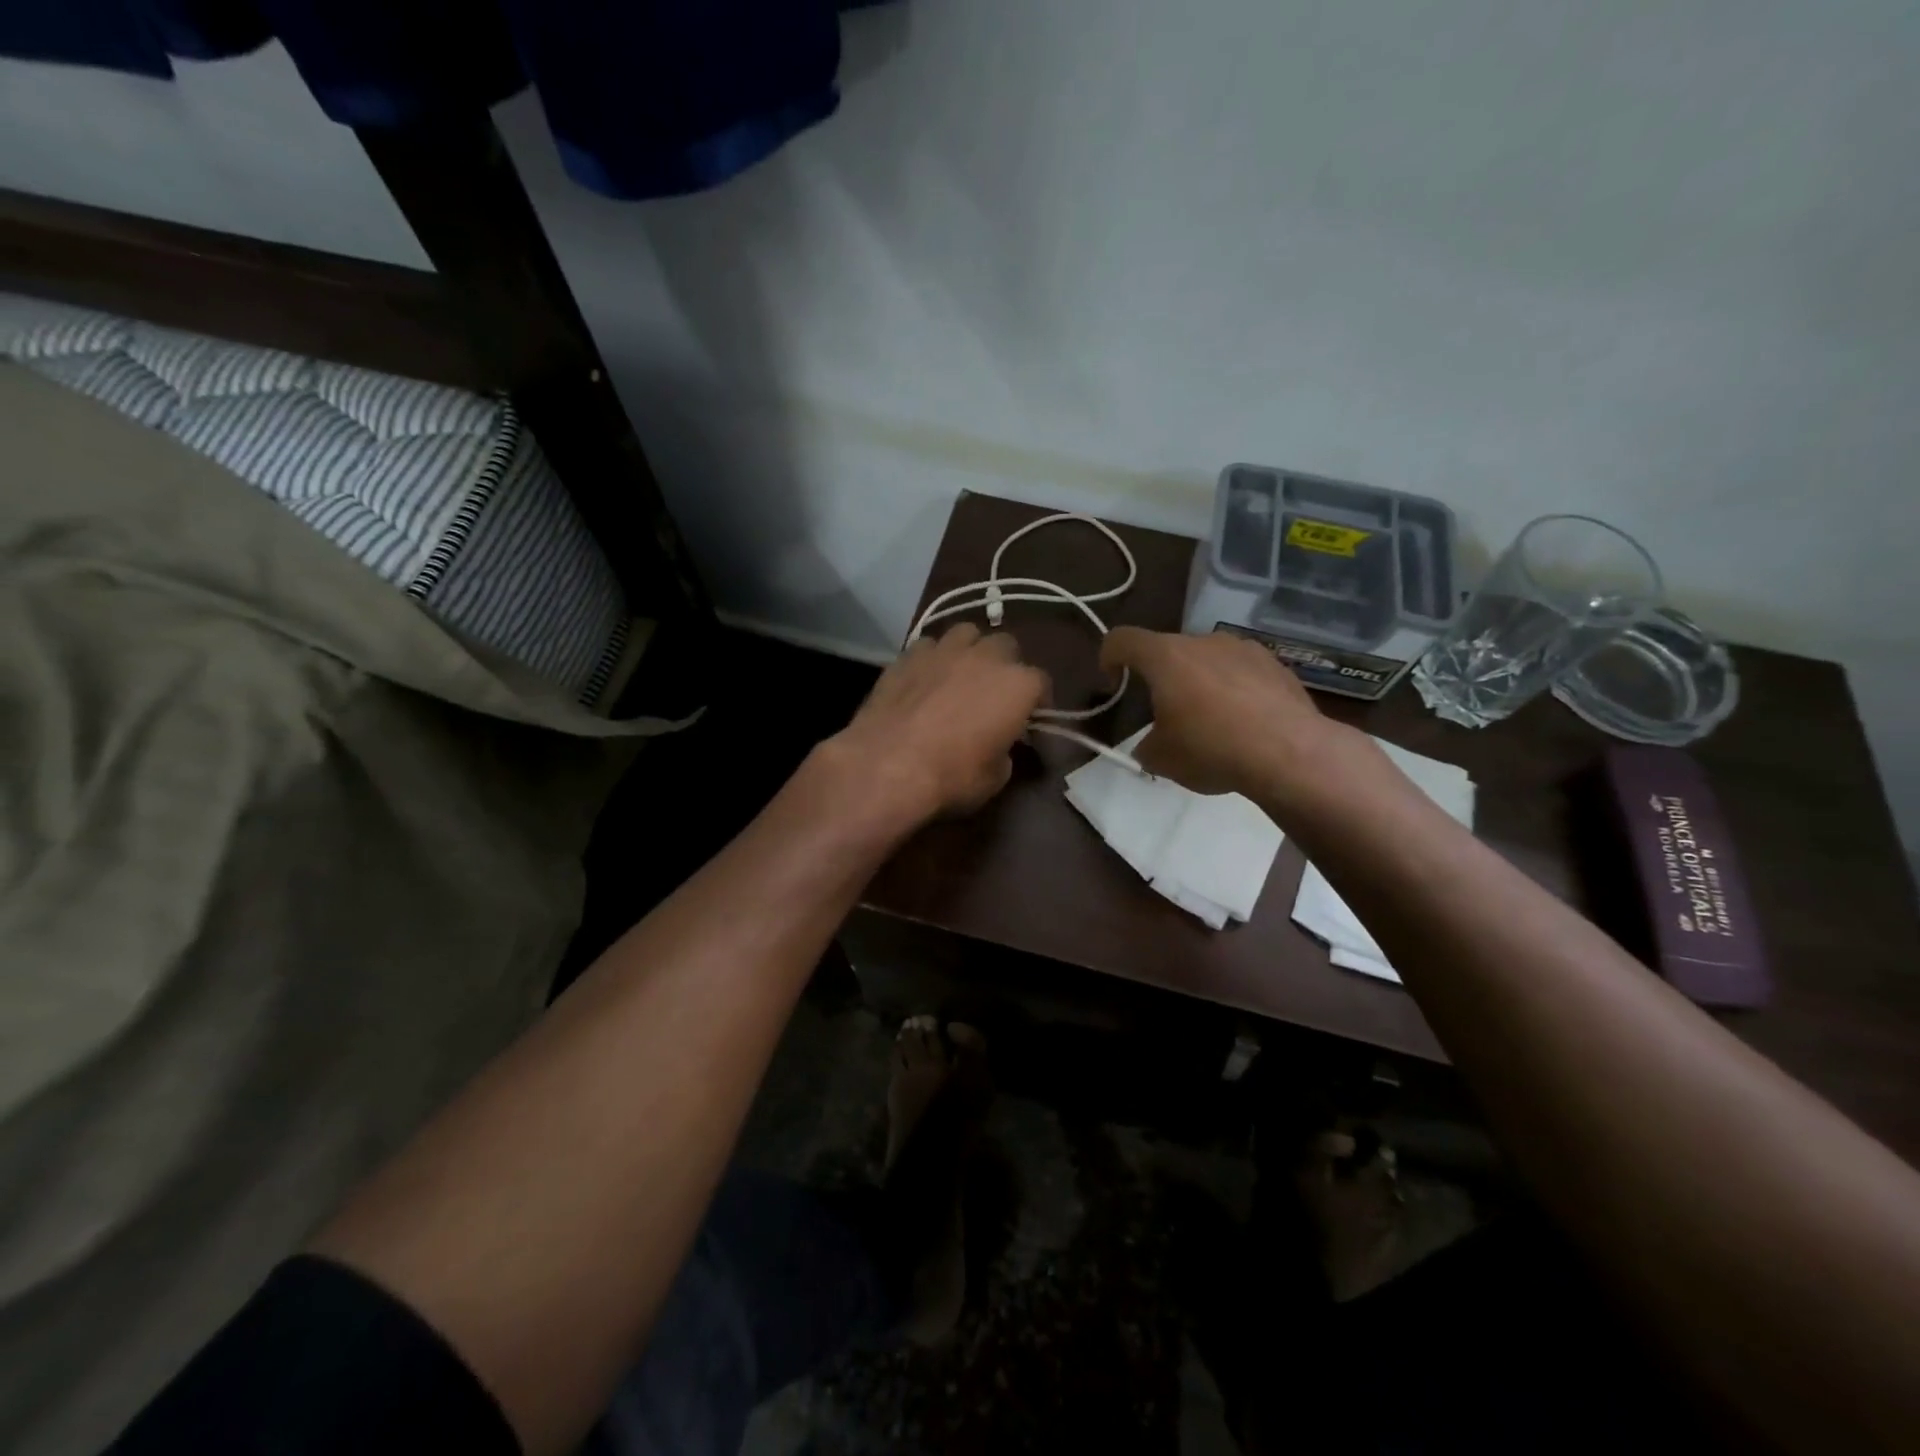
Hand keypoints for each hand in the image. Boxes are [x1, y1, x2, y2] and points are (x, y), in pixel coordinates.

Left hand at [823, 624, 1049, 825]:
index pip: (1042, 684)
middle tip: (994, 694)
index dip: (1038, 703)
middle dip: (1005, 667)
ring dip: (970, 651)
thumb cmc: (952, 776)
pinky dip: (933, 659)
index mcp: (1018, 685)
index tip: (1030, 723)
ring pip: (967, 634)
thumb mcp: (995, 777)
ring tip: (961, 675)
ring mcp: (944, 649)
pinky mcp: (908, 654)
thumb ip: (1005, 750)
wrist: (887, 764)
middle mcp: (986, 656)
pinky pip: (929, 646)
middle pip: (1006, 648)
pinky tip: (925, 679)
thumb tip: (998, 743)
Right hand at [1100, 627, 1348, 797]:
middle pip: (1169, 650)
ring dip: (1200, 682)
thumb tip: (1151, 746)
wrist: (1290, 752)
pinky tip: (1244, 722)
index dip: (1108, 657)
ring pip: (1208, 659)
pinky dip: (1234, 689)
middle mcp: (1204, 641)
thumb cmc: (1211, 748)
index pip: (1122, 639)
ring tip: (1211, 720)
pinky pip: (1241, 671)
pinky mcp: (1277, 664)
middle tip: (1166, 715)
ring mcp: (1244, 648)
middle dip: (1161, 678)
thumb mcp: (1161, 759)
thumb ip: (1146, 745)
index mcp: (1166, 657)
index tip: (1114, 683)